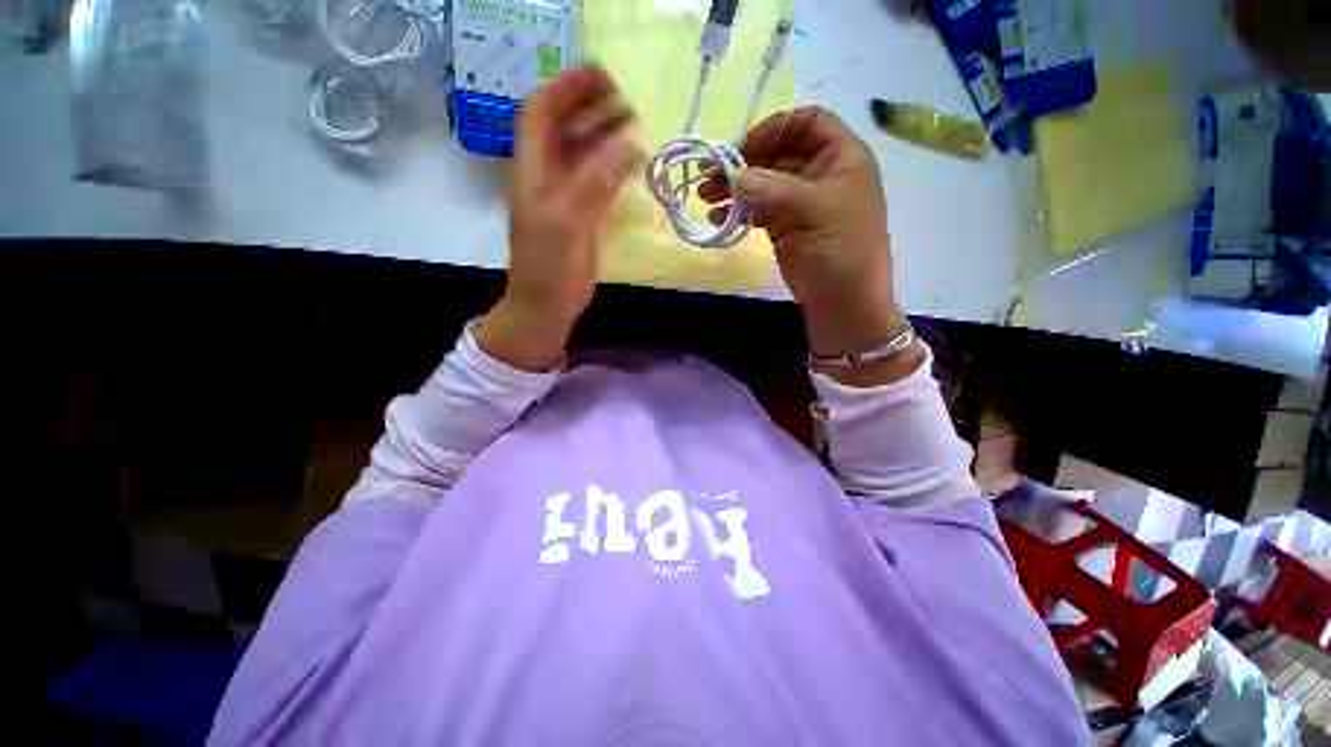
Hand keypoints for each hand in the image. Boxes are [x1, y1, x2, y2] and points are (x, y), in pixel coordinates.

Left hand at [476, 69, 640, 370]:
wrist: (548, 303)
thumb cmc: (548, 264)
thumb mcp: (567, 218)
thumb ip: (597, 179)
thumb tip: (632, 142)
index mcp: (533, 168)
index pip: (541, 110)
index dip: (566, 87)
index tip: (601, 77)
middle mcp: (548, 174)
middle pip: (565, 126)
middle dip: (592, 106)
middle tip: (628, 99)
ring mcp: (567, 195)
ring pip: (585, 153)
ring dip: (607, 135)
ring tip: (637, 124)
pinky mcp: (584, 215)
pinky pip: (600, 180)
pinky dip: (616, 167)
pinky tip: (635, 162)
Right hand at [701, 106, 919, 384]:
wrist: (843, 304)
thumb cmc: (840, 251)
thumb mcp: (812, 211)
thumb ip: (771, 188)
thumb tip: (734, 177)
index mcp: (841, 158)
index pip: (806, 123)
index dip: (775, 129)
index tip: (743, 149)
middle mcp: (820, 175)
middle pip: (778, 154)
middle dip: (744, 163)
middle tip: (710, 178)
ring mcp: (800, 204)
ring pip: (764, 184)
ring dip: (735, 189)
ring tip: (706, 198)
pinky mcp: (785, 229)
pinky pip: (758, 211)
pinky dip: (738, 212)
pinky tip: (718, 218)